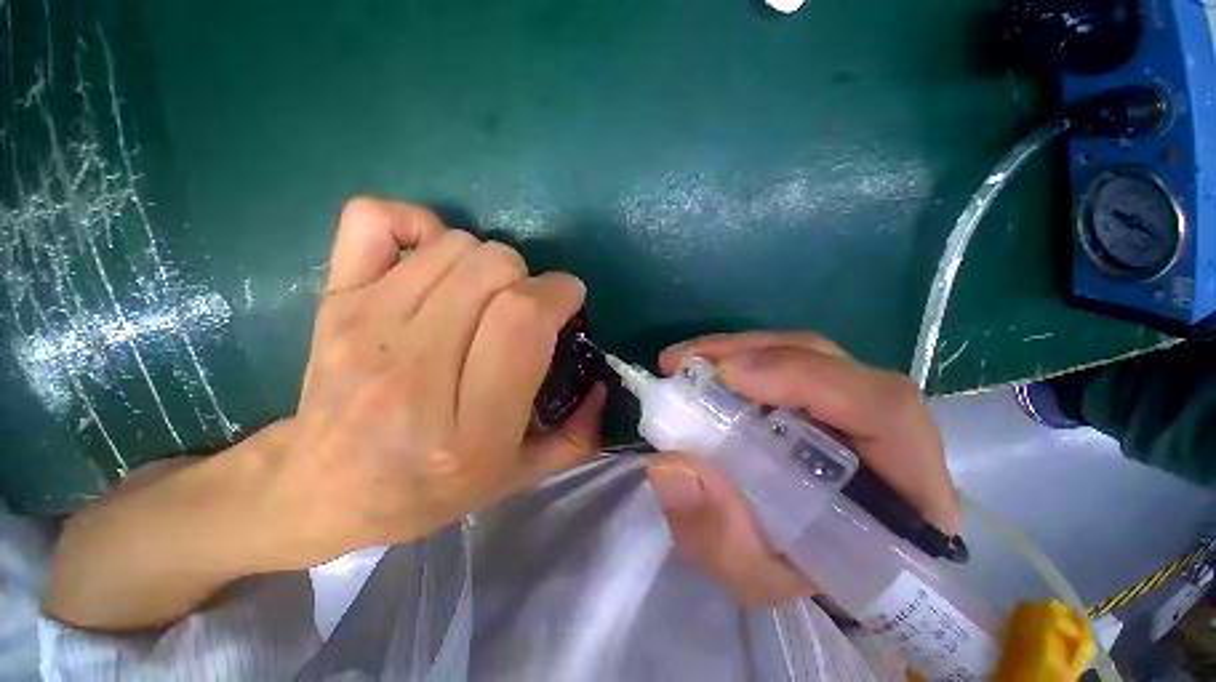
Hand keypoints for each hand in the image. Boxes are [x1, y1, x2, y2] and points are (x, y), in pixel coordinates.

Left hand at [43, 197, 604, 629]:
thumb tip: (603, 385)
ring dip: (487, 260)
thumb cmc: (427, 490)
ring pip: (453, 245)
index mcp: (469, 426)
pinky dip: (415, 224)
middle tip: (525, 306)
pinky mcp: (333, 302)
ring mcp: (365, 328)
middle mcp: (414, 371)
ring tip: (484, 294)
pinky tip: (430, 261)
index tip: (568, 300)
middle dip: (528, 278)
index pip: (522, 320)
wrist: (321, 490)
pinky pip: (374, 220)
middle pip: (492, 270)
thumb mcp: (516, 478)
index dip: (558, 293)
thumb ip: (576, 436)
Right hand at [645, 332, 959, 604]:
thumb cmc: (798, 576)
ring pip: (805, 353)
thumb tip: (669, 466)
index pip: (884, 410)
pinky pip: (785, 360)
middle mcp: (888, 431)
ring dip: (740, 350)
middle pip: (833, 364)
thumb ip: (719, 534)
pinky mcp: (823, 395)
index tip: (729, 375)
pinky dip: (740, 357)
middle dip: (754, 354)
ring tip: (687, 362)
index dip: (806, 378)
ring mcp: (854, 404)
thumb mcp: (756, 574)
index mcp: (906, 489)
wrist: (813, 565)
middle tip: (688, 362)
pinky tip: (705, 368)